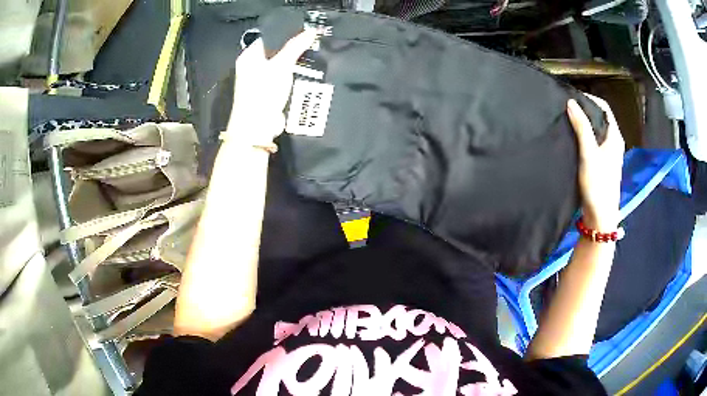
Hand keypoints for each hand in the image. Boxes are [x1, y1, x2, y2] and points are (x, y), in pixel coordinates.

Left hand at [225, 29, 317, 145]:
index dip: (285, 33)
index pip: (268, 37)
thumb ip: (296, 46)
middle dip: (292, 49)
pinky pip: (283, 79)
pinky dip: (293, 76)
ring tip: (313, 55)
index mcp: (249, 57)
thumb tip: (311, 31)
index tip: (304, 31)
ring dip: (294, 63)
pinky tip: (306, 72)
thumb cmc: (264, 92)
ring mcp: (259, 81)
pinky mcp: (268, 93)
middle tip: (312, 43)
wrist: (257, 127)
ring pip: (280, 66)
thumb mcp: (281, 65)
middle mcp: (251, 67)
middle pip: (275, 51)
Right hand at [567, 95, 624, 231]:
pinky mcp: (603, 164)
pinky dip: (585, 136)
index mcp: (615, 137)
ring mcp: (609, 154)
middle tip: (568, 108)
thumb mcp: (589, 153)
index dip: (590, 99)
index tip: (573, 97)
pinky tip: (574, 140)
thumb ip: (582, 127)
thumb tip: (571, 102)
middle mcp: (614, 142)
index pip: (604, 108)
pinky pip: (594, 142)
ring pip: (597, 131)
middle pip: (600, 118)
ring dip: (584, 124)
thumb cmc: (598, 184)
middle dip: (585, 110)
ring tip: (568, 121)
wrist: (600, 216)